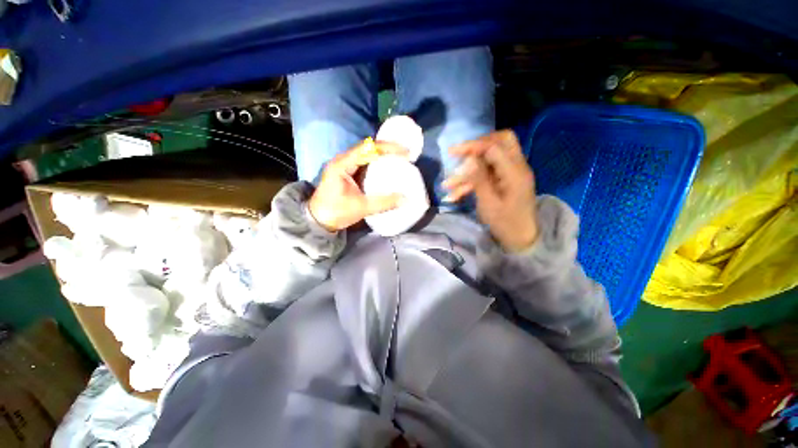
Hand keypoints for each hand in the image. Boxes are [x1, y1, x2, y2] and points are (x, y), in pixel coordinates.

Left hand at [309, 138, 406, 231]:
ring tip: (400, 158)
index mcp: (342, 164)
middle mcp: (343, 159)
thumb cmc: (336, 212)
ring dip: (383, 154)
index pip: (368, 148)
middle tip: (406, 154)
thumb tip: (406, 199)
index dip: (388, 148)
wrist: (318, 220)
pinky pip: (365, 161)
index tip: (406, 153)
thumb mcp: (361, 208)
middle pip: (368, 147)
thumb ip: (384, 203)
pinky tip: (387, 167)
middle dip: (388, 148)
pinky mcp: (347, 171)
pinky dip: (377, 162)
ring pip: (367, 153)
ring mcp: (344, 164)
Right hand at [443, 130, 538, 251]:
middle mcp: (516, 167)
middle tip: (458, 155)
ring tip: (448, 186)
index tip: (452, 152)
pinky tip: (455, 194)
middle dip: (476, 147)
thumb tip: (469, 159)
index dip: (472, 146)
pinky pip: (486, 174)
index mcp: (515, 172)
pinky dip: (470, 181)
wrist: (520, 238)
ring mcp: (510, 173)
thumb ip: (479, 179)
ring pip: (488, 160)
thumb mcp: (489, 204)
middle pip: (499, 142)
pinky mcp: (504, 180)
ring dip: (467, 171)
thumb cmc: (506, 223)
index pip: (494, 146)